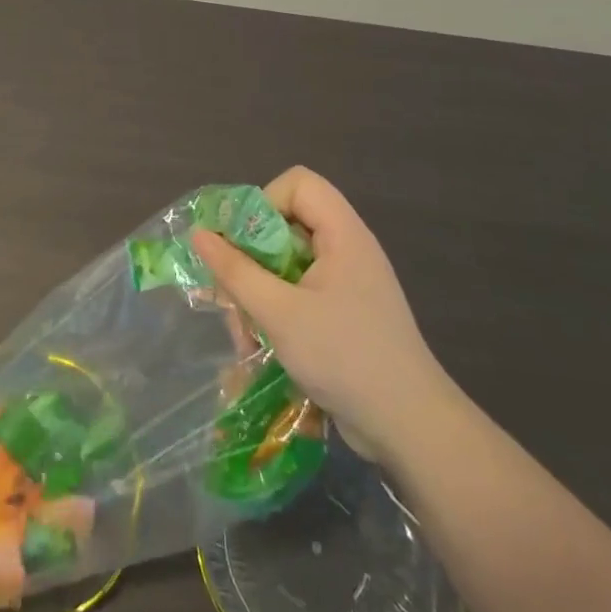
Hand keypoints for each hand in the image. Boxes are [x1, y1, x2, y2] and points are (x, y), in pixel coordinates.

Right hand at [192, 167, 451, 462]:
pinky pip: (298, 290)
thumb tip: (199, 233)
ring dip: (257, 291)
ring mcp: (347, 282)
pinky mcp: (343, 312)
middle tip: (232, 292)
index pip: (298, 183)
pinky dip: (274, 309)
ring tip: (245, 333)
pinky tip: (261, 345)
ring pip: (286, 262)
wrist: (410, 428)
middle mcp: (347, 249)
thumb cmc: (345, 357)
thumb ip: (236, 271)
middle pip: (286, 223)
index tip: (242, 244)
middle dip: (251, 256)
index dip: (264, 202)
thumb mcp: (279, 313)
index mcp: (343, 235)